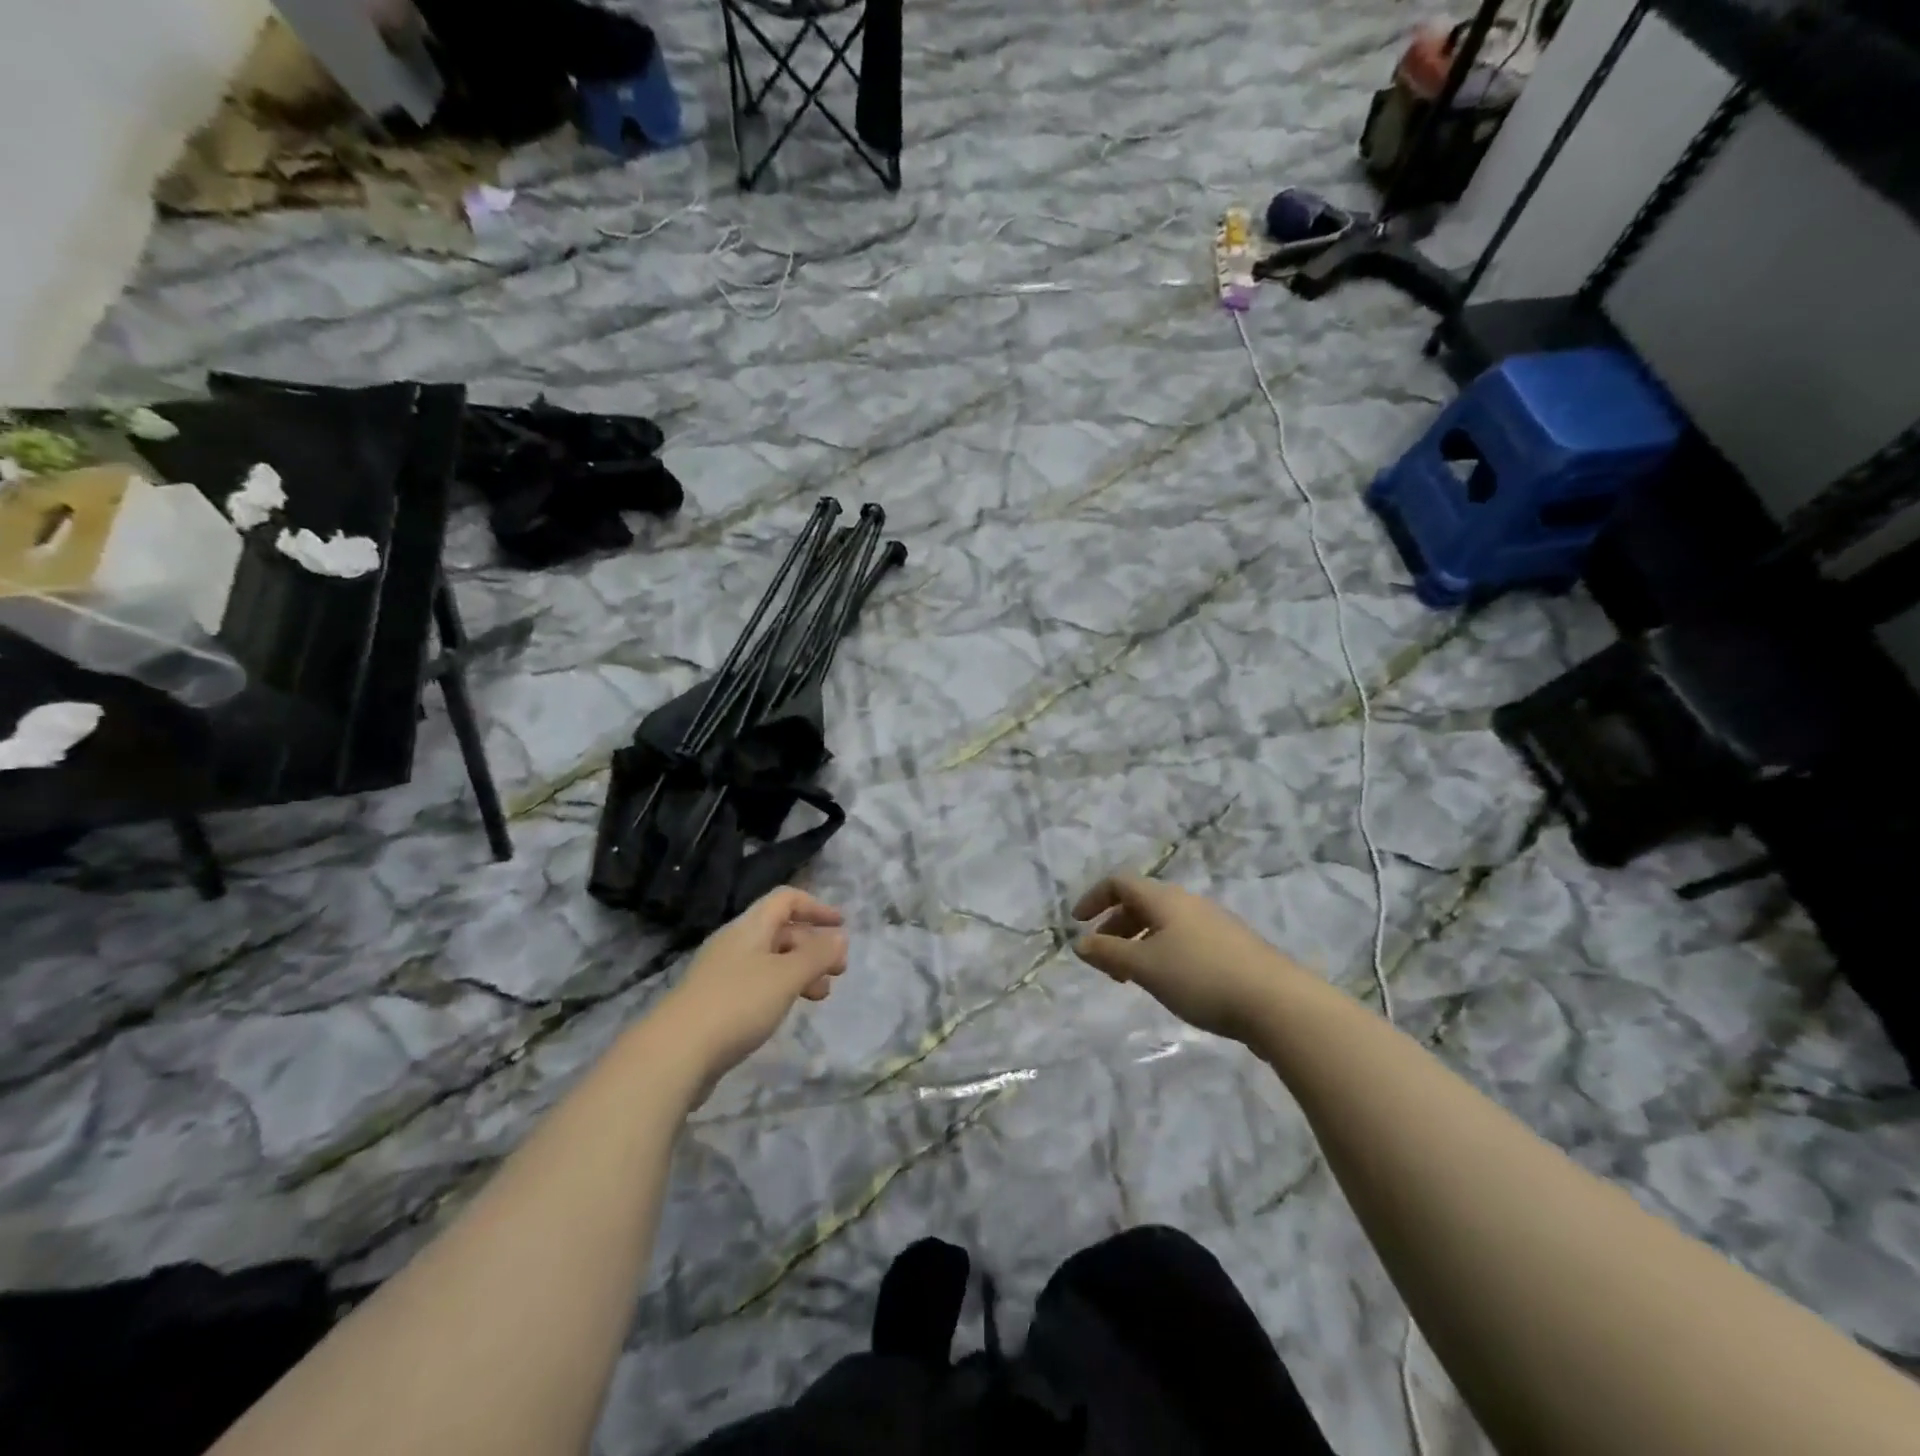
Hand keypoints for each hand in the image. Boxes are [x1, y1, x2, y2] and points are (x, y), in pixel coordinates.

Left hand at [662, 889, 849, 1085]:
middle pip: (780, 930)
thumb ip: (817, 955)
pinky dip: (780, 989)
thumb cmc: (737, 1004)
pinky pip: (757, 984)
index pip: (786, 899)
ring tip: (820, 996)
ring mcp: (722, 974)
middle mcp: (735, 943)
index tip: (841, 926)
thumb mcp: (786, 976)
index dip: (816, 907)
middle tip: (838, 971)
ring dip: (800, 971)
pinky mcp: (715, 1003)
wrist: (674, 1054)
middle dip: (813, 946)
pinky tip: (786, 1010)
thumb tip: (840, 936)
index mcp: (750, 927)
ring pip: (771, 960)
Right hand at [1071, 873, 1305, 1044]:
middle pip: (1141, 902)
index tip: (1077, 924)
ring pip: (1164, 923)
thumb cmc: (1201, 977)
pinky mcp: (1232, 947)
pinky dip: (1163, 952)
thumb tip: (1080, 943)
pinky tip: (1170, 983)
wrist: (1277, 1003)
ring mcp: (1213, 923)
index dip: (1094, 898)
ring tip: (1133, 977)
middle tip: (1104, 959)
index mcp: (1164, 899)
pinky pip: (1184, 939)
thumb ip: (1109, 953)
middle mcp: (1188, 903)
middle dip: (1115, 926)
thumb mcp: (1145, 967)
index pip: (1120, 882)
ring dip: (1139, 943)